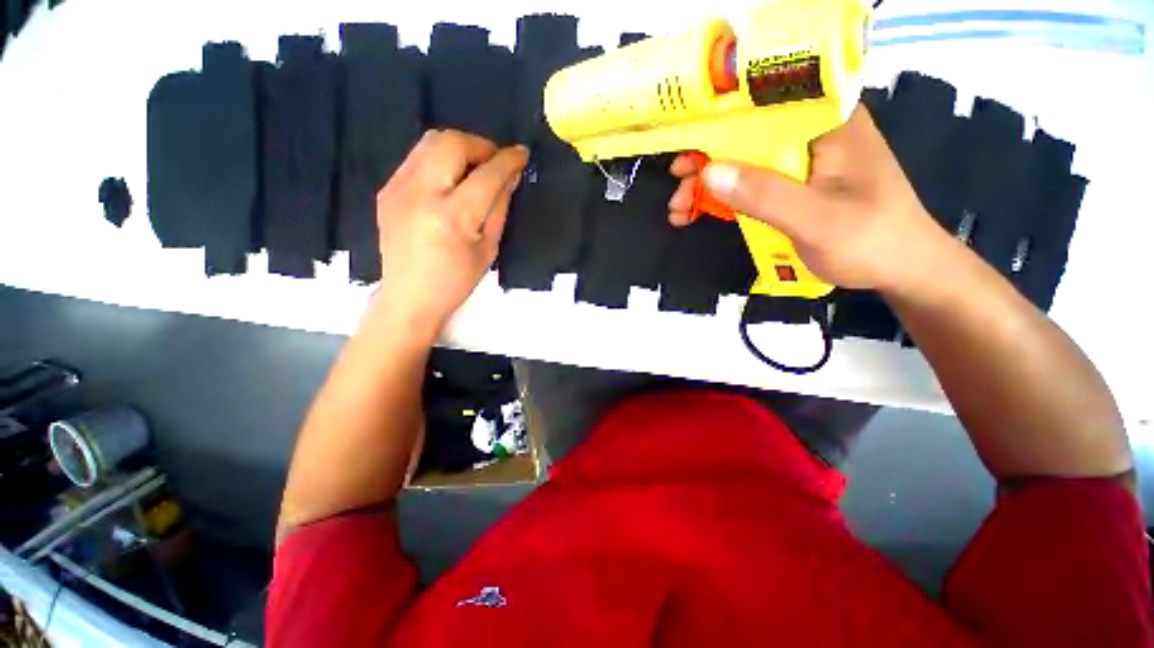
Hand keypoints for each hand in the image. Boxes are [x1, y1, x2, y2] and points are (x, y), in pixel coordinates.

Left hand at [375, 130, 527, 335]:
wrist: (409, 296)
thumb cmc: (456, 281)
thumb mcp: (488, 248)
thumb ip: (500, 207)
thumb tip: (511, 176)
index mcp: (454, 217)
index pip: (487, 174)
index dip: (508, 160)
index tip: (522, 154)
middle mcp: (422, 193)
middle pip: (453, 143)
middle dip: (481, 145)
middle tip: (495, 162)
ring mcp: (399, 188)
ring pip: (430, 142)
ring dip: (459, 147)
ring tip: (474, 166)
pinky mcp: (387, 189)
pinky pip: (417, 158)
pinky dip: (440, 159)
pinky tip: (449, 180)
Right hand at [667, 105, 954, 293]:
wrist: (899, 270)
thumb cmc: (871, 241)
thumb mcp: (817, 220)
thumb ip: (766, 195)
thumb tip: (709, 173)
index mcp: (828, 122)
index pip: (766, 101)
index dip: (719, 118)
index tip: (685, 142)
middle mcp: (812, 132)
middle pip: (746, 134)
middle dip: (706, 160)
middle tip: (677, 185)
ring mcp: (799, 160)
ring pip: (742, 161)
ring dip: (707, 184)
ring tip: (679, 211)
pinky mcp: (790, 185)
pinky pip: (748, 183)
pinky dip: (721, 199)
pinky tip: (698, 214)